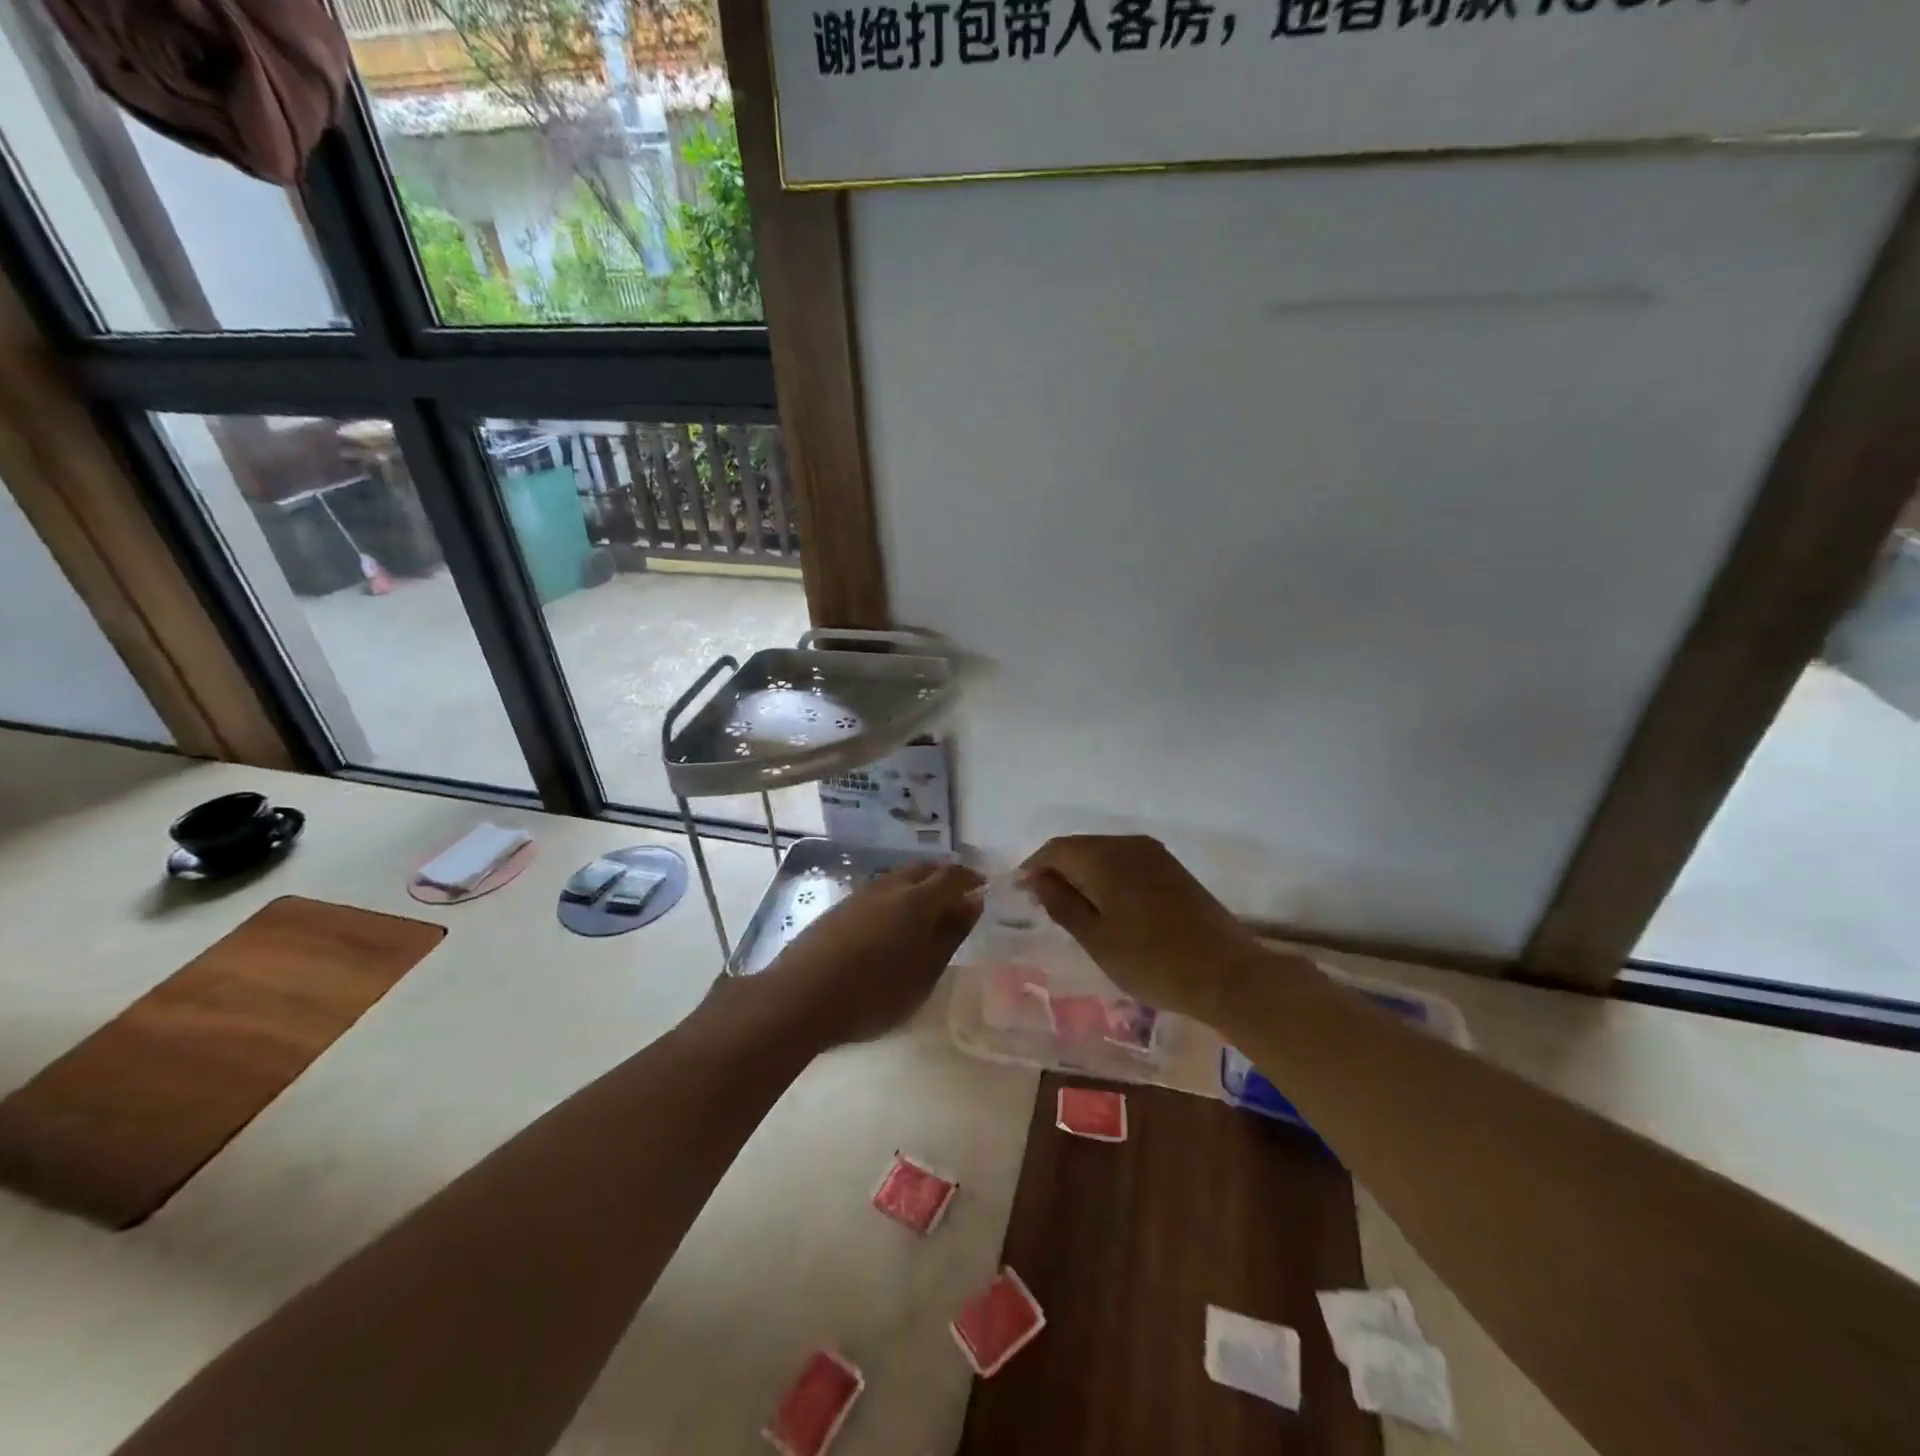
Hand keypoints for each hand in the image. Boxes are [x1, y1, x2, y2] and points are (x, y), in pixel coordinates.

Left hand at [753, 861, 983, 1051]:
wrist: (799, 997)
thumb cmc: (873, 993)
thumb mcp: (924, 973)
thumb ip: (950, 935)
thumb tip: (972, 903)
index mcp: (917, 899)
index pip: (953, 874)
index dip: (971, 878)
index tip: (982, 890)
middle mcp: (890, 886)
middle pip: (924, 870)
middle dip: (944, 880)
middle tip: (956, 903)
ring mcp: (861, 894)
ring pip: (899, 878)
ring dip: (918, 889)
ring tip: (926, 917)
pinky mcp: (840, 907)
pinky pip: (879, 892)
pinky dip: (895, 900)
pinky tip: (891, 926)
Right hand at [1020, 834, 1268, 1025]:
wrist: (1227, 973)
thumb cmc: (1152, 961)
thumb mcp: (1096, 939)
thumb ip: (1061, 903)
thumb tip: (1036, 878)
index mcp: (1105, 857)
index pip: (1056, 850)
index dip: (1033, 867)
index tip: (1020, 893)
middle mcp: (1128, 844)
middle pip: (1080, 847)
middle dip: (1057, 869)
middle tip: (1042, 903)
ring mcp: (1154, 854)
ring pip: (1103, 853)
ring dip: (1082, 873)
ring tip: (1071, 906)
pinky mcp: (1172, 868)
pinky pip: (1125, 861)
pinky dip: (1107, 876)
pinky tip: (1106, 904)